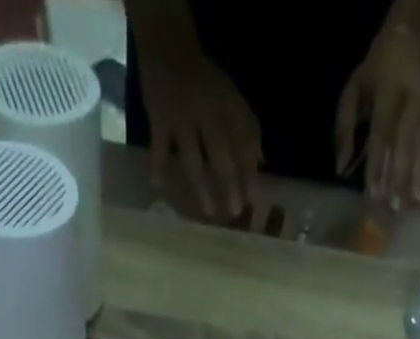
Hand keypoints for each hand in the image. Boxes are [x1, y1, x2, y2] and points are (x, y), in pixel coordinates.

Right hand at [137, 44, 262, 215]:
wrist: (168, 46)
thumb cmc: (204, 81)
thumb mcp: (230, 97)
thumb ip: (246, 128)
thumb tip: (262, 163)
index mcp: (227, 104)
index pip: (244, 139)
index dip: (250, 169)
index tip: (255, 199)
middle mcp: (207, 111)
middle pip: (221, 152)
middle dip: (229, 183)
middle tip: (236, 211)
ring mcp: (181, 116)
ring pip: (193, 158)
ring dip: (202, 187)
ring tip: (209, 211)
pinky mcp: (158, 118)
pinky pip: (159, 148)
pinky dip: (157, 167)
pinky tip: (157, 186)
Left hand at [334, 23, 419, 208]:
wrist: (409, 42)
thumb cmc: (374, 74)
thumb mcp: (353, 91)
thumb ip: (345, 129)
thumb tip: (341, 170)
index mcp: (389, 94)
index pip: (381, 135)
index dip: (377, 165)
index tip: (373, 194)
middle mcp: (410, 106)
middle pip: (405, 146)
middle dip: (400, 178)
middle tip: (395, 207)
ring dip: (418, 180)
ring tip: (416, 206)